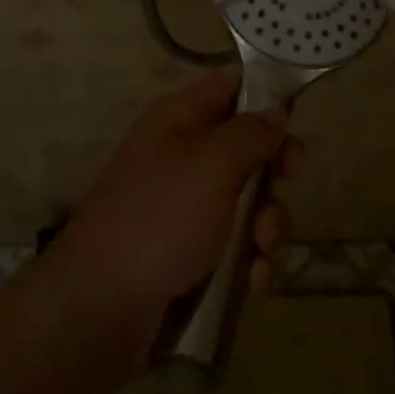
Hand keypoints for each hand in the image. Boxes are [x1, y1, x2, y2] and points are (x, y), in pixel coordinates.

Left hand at [57, 72, 301, 315]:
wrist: (100, 306)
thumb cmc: (160, 218)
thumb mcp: (212, 165)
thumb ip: (251, 133)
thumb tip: (275, 112)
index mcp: (180, 117)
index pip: (232, 87)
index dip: (267, 100)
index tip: (294, 128)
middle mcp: (182, 153)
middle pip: (246, 146)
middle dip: (273, 172)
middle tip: (287, 185)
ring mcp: (184, 203)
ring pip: (247, 198)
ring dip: (267, 223)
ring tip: (262, 249)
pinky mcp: (188, 249)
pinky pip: (234, 242)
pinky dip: (251, 258)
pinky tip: (255, 281)